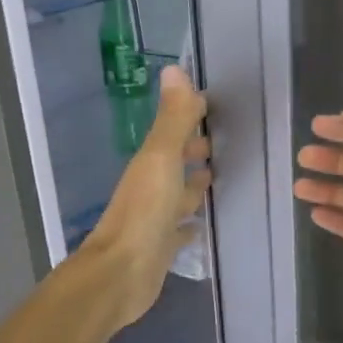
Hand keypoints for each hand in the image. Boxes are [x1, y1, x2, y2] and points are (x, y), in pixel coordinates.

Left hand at [79, 66, 210, 329]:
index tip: (211, 105)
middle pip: (176, 162)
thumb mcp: (161, 159)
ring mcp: (156, 218)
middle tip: (221, 142)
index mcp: (151, 163)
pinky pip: (181, 228)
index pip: (173, 131)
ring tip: (217, 176)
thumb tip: (174, 69)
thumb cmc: (144, 212)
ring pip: (179, 194)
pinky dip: (191, 222)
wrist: (122, 274)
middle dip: (193, 150)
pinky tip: (202, 223)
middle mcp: (152, 186)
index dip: (189, 117)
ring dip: (193, 185)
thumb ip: (172, 119)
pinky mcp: (163, 246)